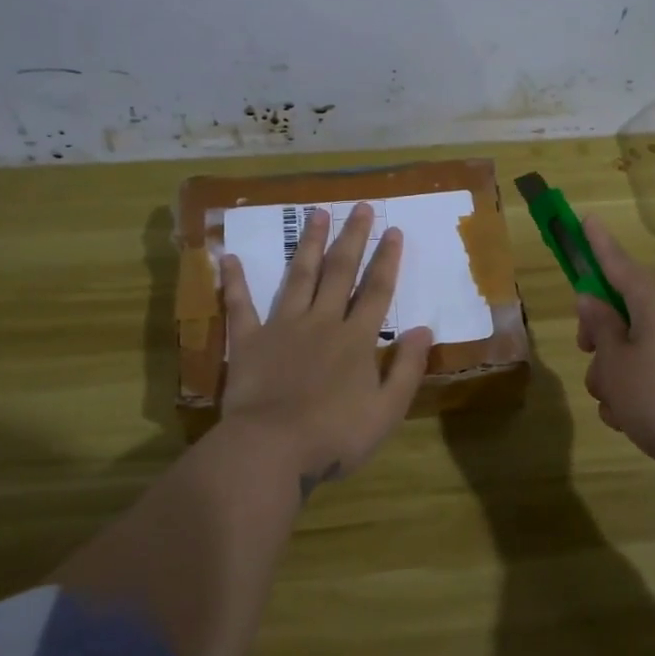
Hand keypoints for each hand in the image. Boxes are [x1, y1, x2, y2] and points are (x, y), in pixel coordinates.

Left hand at [218, 204, 433, 500]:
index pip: (377, 290)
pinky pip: (241, 306)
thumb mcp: (387, 410)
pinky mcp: (249, 341)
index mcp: (356, 339)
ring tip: (316, 214)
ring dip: (310, 244)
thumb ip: (407, 368)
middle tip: (358, 205)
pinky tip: (230, 258)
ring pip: (300, 276)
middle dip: (352, 237)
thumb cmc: (335, 435)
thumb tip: (424, 329)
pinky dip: (235, 282)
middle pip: (341, 272)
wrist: (272, 449)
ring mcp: (283, 327)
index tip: (393, 229)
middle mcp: (322, 322)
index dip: (387, 259)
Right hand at [575, 216, 654, 501]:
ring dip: (612, 371)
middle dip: (597, 334)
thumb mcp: (615, 361)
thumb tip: (592, 299)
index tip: (584, 217)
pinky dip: (634, 387)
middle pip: (619, 307)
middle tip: (587, 353)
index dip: (595, 243)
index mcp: (654, 296)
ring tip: (614, 402)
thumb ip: (598, 325)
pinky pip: (649, 367)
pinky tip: (629, 418)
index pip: (615, 261)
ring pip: (629, 343)